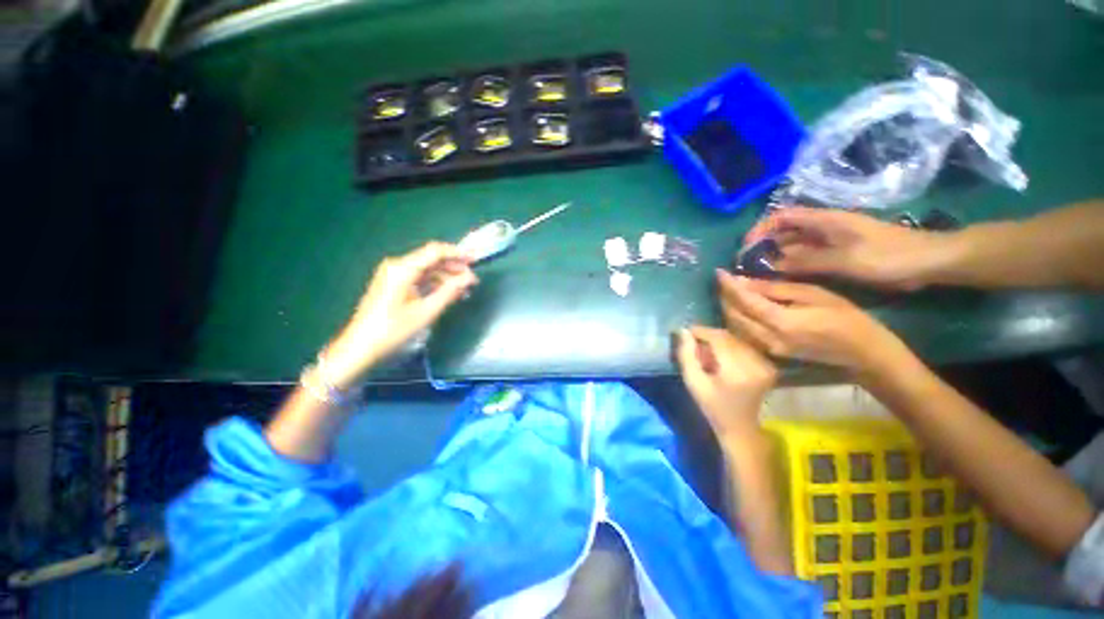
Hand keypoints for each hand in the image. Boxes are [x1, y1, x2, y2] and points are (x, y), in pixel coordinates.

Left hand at [323, 242, 477, 387]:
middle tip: (473, 280)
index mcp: (403, 268)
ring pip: (427, 270)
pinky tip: (449, 294)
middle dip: (454, 268)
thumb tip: (469, 278)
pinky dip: (435, 285)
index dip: (457, 253)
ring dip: (446, 278)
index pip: (435, 251)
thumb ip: (450, 291)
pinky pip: (419, 279)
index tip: (476, 259)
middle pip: (431, 260)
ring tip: (465, 290)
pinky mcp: (394, 286)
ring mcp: (394, 276)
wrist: (360, 348)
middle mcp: (397, 266)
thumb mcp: (426, 311)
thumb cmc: (393, 330)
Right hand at [675, 326, 776, 439]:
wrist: (741, 428)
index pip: (719, 338)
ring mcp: (766, 365)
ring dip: (719, 341)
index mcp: (738, 371)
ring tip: (706, 351)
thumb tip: (683, 331)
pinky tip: (720, 357)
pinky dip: (730, 347)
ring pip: (737, 340)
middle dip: (709, 336)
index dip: (701, 331)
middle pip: (729, 337)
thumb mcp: (693, 382)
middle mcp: (756, 364)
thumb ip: (687, 355)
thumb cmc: (713, 407)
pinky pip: (745, 347)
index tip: (687, 331)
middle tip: (694, 341)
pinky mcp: (769, 366)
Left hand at [717, 269, 913, 375]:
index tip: (719, 272)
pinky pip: (743, 333)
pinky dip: (737, 319)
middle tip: (724, 280)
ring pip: (735, 326)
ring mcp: (767, 348)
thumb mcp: (812, 293)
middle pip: (733, 315)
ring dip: (728, 308)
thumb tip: (744, 281)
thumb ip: (775, 289)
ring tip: (728, 291)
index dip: (728, 285)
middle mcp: (767, 338)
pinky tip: (739, 307)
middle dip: (724, 296)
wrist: (862, 353)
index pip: (744, 301)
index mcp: (780, 322)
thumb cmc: (845, 317)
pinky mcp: (770, 353)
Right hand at [744, 207, 951, 290]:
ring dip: (777, 257)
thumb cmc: (888, 256)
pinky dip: (793, 266)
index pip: (782, 216)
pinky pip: (807, 258)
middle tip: (749, 266)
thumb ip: (806, 261)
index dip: (760, 228)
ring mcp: (830, 242)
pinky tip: (784, 278)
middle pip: (784, 232)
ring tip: (760, 274)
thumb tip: (771, 264)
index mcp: (823, 220)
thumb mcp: (844, 260)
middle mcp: (822, 228)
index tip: (746, 248)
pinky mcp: (838, 255)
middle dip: (764, 246)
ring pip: (794, 246)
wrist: (929, 262)